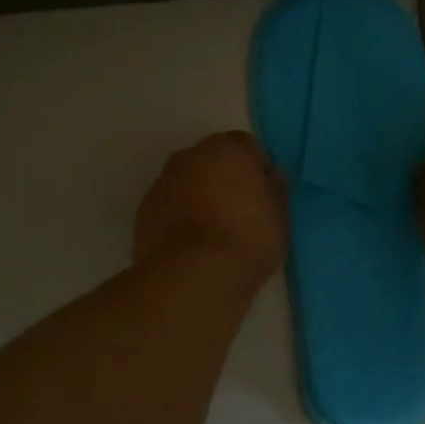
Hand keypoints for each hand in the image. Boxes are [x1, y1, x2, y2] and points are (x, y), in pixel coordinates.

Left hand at [133, 131, 287, 278]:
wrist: (194, 275)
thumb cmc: (248, 239)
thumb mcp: (280, 216)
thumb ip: (274, 190)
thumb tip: (267, 179)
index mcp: (226, 149)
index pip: (248, 148)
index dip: (258, 172)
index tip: (264, 199)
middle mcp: (189, 157)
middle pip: (213, 162)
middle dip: (225, 181)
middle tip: (240, 215)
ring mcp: (162, 183)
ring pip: (188, 184)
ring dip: (200, 199)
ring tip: (215, 236)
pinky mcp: (144, 212)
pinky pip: (170, 208)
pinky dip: (180, 219)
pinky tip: (193, 247)